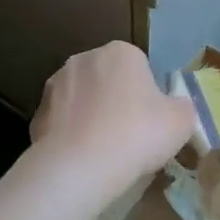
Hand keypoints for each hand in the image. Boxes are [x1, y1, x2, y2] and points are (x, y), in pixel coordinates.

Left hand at [31, 42, 196, 192]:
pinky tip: (82, 159)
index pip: (140, 67)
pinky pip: (63, 122)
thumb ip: (182, 107)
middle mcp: (84, 59)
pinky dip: (72, 136)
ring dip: (92, 117)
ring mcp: (55, 85)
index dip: (148, 95)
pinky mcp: (37, 113)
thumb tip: (174, 107)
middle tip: (130, 137)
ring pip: (83, 100)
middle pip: (108, 80)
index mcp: (120, 52)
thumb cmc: (136, 135)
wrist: (79, 167)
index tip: (151, 122)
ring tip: (104, 151)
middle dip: (117, 102)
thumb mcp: (181, 122)